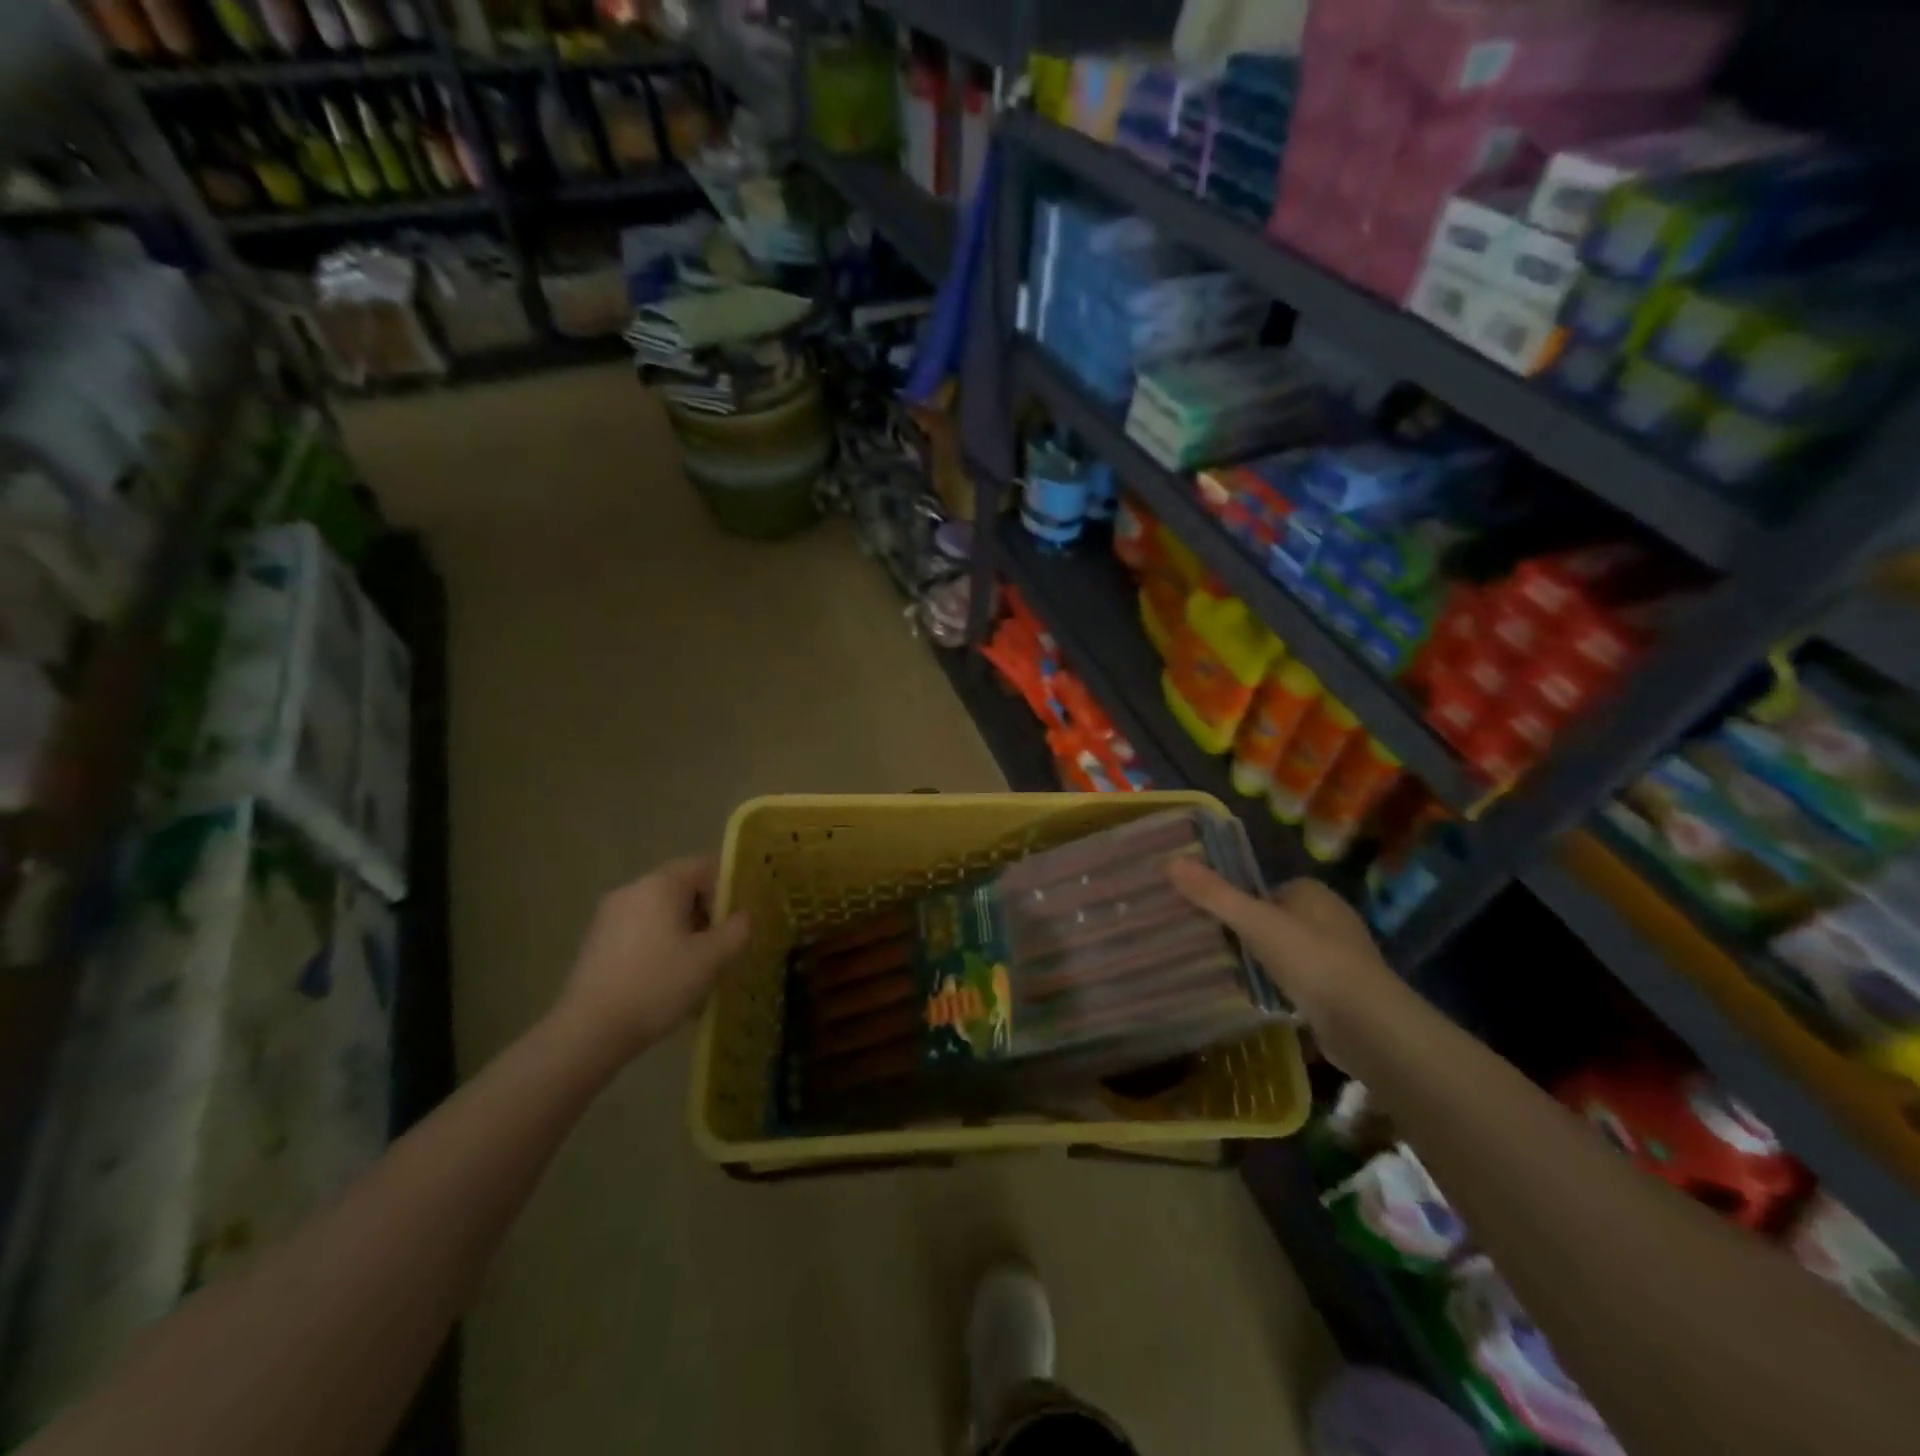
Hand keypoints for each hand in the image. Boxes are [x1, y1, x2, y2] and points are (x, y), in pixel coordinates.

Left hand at [551, 856, 750, 1059]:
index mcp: (660, 884)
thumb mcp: (712, 959)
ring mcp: (608, 915)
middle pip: (681, 889)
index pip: (704, 866)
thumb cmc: (658, 985)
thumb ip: (738, 930)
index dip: (728, 889)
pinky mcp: (595, 941)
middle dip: (705, 915)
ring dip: (683, 933)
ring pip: (660, 913)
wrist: (589, 1031)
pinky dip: (658, 946)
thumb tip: (743, 916)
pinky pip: (639, 931)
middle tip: (719, 949)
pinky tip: (664, 983)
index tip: (736, 922)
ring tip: (694, 972)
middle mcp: (632, 889)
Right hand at [1168, 858, 1404, 1068]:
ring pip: (1288, 950)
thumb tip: (1170, 861)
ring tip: (1231, 974)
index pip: (1265, 888)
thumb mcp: (1254, 921)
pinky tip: (1263, 998)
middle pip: (1275, 919)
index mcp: (1313, 892)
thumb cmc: (1310, 960)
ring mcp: (1341, 956)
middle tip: (1213, 947)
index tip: (1209, 918)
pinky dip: (1283, 986)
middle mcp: (1331, 917)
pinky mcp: (1344, 991)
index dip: (1239, 901)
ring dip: (1265, 961)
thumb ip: (1213, 893)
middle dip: (1249, 932)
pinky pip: (1302, 980)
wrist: (1367, 1024)